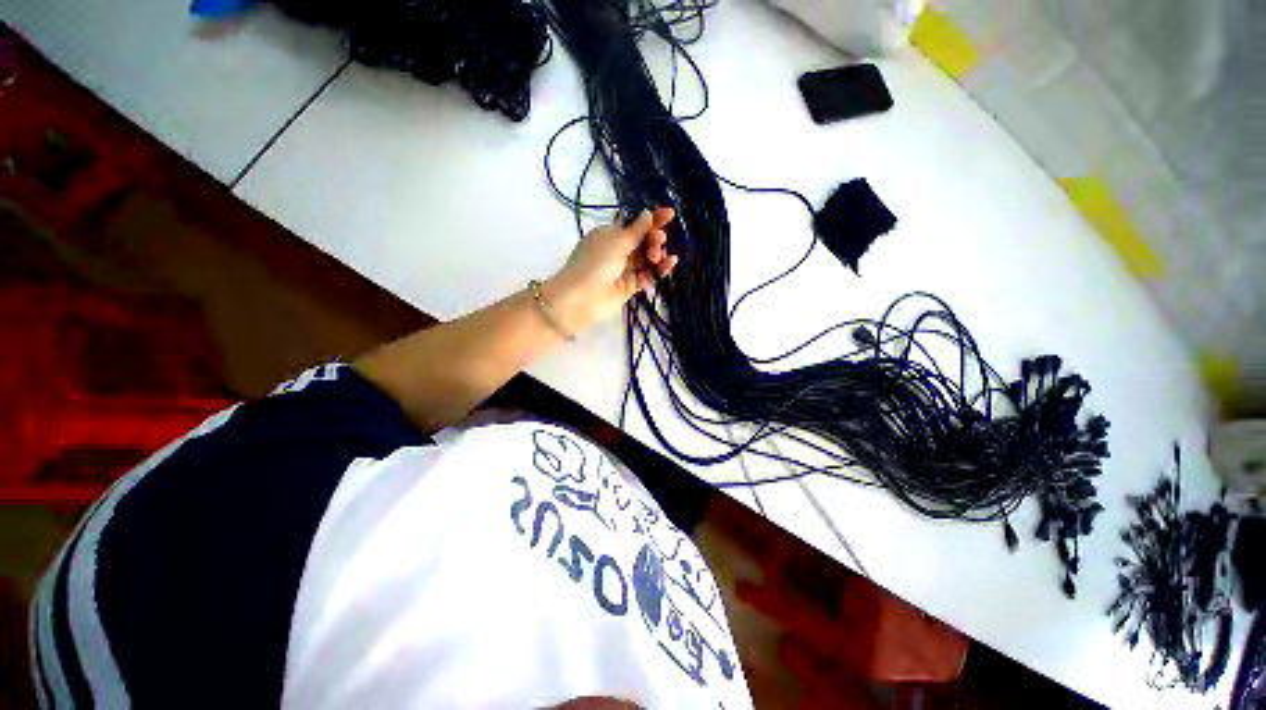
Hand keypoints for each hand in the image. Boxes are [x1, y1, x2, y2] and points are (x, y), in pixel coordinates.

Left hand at [543, 207, 677, 335]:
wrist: (582, 298)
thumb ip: (637, 229)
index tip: (670, 214)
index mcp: (609, 234)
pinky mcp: (630, 286)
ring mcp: (623, 270)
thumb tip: (648, 214)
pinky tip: (669, 263)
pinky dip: (659, 269)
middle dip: (654, 238)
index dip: (652, 220)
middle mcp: (616, 250)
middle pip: (642, 242)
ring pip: (646, 259)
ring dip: (657, 254)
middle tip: (659, 240)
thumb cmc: (597, 262)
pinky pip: (647, 275)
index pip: (634, 225)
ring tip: (658, 256)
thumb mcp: (618, 241)